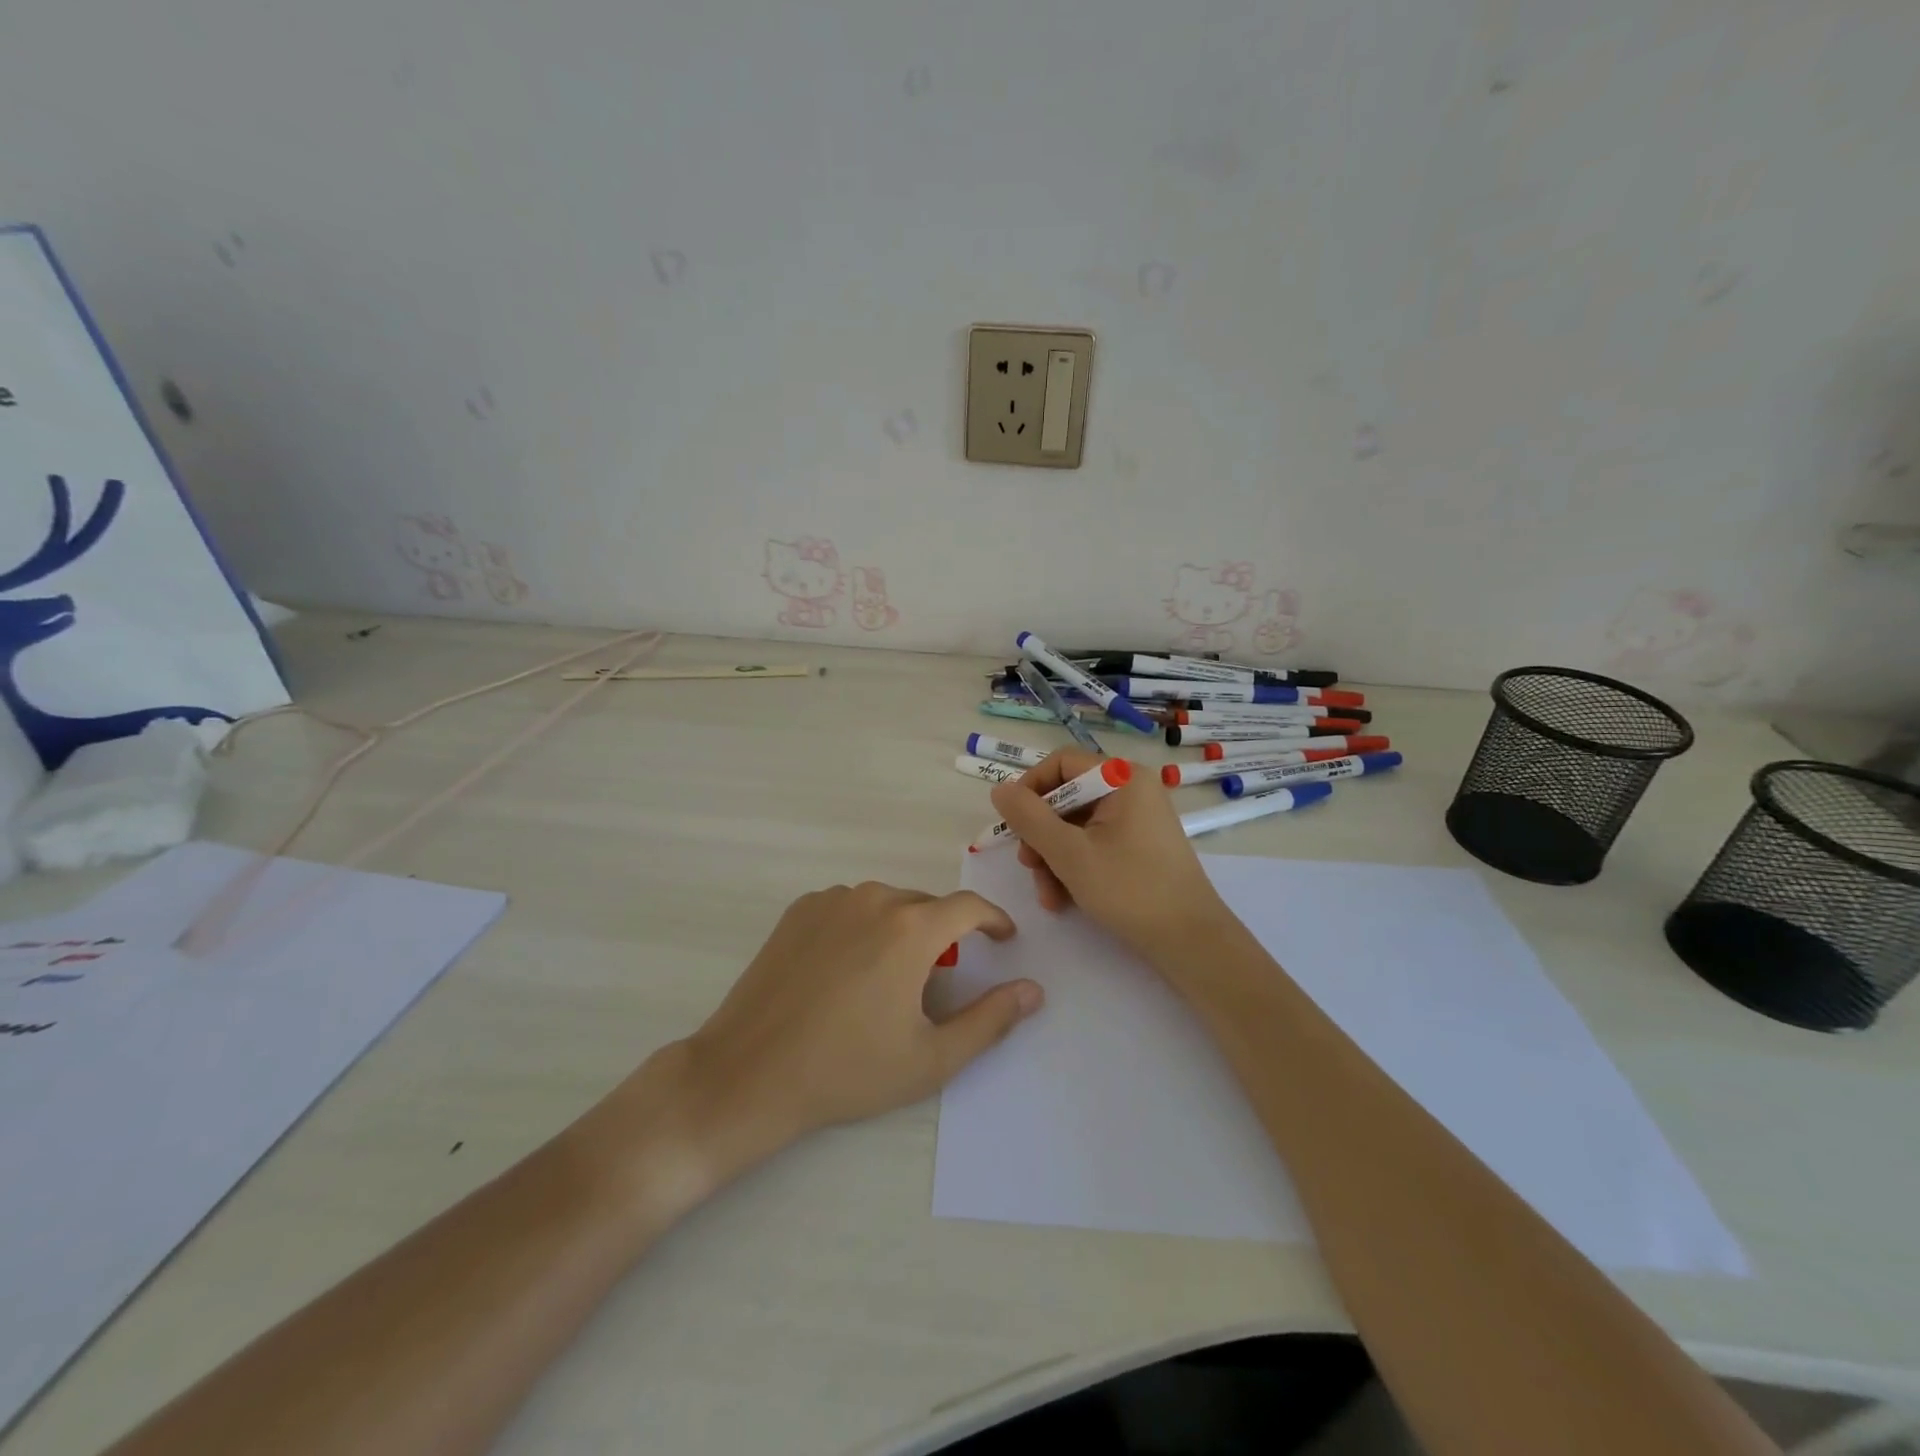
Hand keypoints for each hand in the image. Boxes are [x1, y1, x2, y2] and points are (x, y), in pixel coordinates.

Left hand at [671, 882, 1041, 1173]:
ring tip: (891, 977)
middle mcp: (874, 899)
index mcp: (911, 929)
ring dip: (902, 929)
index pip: (969, 907)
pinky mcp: (799, 910)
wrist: (749, 1073)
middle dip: (945, 933)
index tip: (1002, 939)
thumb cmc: (847, 1070)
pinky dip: (863, 926)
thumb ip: (990, 1020)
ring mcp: (831, 901)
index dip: (993, 920)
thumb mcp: (931, 1058)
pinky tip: (849, 968)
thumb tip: (1033, 991)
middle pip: (926, 906)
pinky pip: (850, 907)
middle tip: (941, 978)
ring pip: (887, 904)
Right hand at [989, 750, 1231, 962]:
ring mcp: (1138, 819)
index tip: (1012, 825)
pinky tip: (1063, 899)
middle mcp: (1132, 789)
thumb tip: (999, 789)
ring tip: (1048, 895)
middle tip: (1028, 866)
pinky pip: (1095, 843)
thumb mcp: (1069, 853)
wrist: (1190, 941)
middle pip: (1067, 797)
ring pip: (1076, 826)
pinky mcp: (1140, 846)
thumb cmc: (1130, 889)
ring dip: (1053, 858)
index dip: (1030, 789)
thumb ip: (1029, 818)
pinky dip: (1075, 866)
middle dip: (1041, 835)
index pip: (1062, 763)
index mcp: (1122, 778)